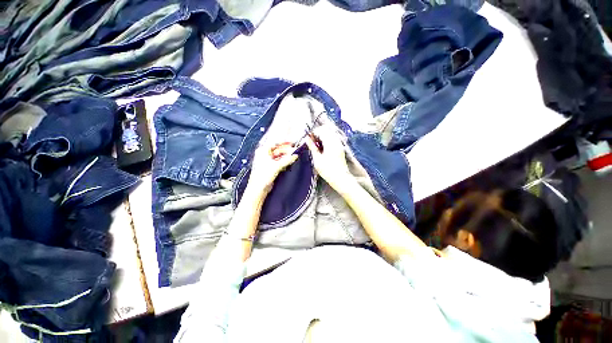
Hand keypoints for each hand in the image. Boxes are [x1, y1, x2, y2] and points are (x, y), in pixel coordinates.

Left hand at [247, 142, 297, 195]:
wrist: (259, 188)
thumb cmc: (263, 176)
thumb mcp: (276, 166)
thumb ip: (287, 160)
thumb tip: (295, 155)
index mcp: (263, 151)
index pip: (275, 143)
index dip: (284, 142)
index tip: (292, 143)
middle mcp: (264, 155)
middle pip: (278, 149)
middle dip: (286, 150)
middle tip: (295, 150)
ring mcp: (268, 161)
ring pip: (279, 156)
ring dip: (286, 156)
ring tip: (294, 156)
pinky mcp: (271, 167)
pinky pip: (279, 161)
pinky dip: (284, 161)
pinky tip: (290, 161)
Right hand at [305, 125, 352, 189]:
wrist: (340, 178)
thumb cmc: (328, 170)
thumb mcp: (317, 159)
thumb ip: (312, 147)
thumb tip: (307, 139)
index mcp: (330, 143)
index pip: (321, 130)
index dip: (313, 133)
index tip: (308, 138)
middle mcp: (336, 141)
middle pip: (326, 130)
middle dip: (318, 133)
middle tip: (311, 141)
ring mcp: (339, 144)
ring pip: (330, 134)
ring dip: (322, 136)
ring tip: (316, 145)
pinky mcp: (340, 148)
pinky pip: (333, 139)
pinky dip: (326, 140)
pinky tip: (322, 148)